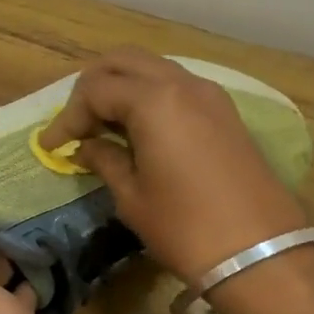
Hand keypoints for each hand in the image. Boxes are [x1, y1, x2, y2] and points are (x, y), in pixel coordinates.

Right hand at [39, 49, 310, 283]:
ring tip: (103, 125)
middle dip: (92, 87)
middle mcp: (181, 83)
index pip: (95, 90)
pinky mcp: (224, 110)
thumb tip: (86, 147)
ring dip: (122, 87)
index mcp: (153, 100)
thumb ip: (105, 160)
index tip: (53, 146)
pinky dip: (149, 95)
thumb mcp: (132, 197)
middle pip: (122, 61)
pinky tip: (138, 128)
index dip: (68, 117)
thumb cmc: (186, 227)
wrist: (260, 252)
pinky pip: (175, 84)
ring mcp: (208, 93)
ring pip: (151, 68)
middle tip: (76, 123)